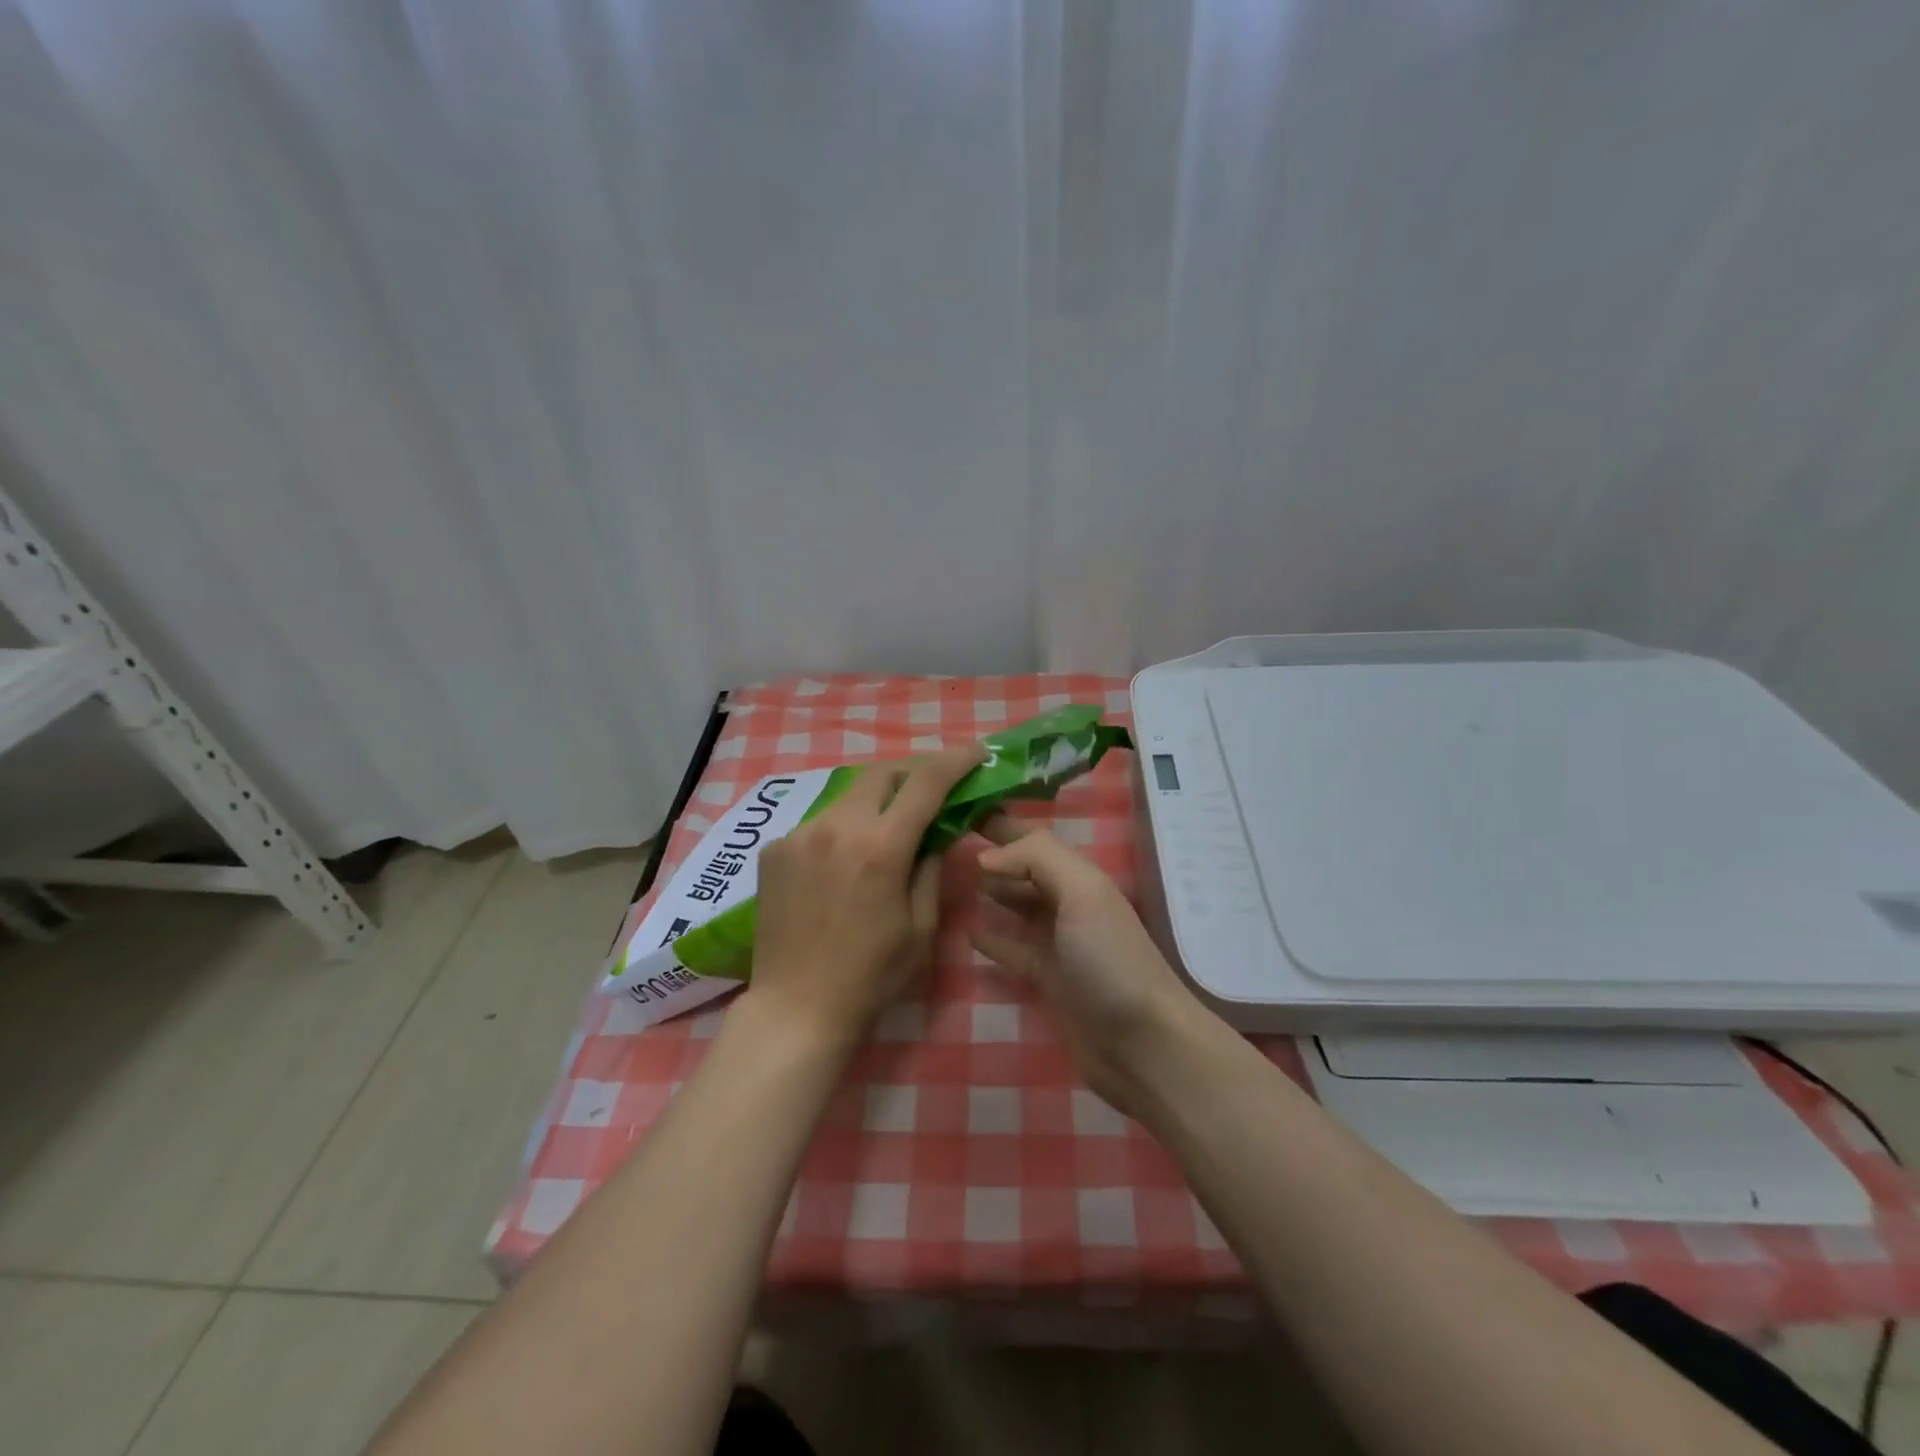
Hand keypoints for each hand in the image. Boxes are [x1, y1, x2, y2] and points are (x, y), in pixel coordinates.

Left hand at [747, 746, 984, 1051]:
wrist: (795, 1009)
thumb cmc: (871, 976)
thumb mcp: (921, 925)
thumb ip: (931, 866)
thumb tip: (936, 831)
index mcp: (880, 847)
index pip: (926, 782)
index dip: (955, 760)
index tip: (976, 753)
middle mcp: (837, 826)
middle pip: (882, 772)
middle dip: (914, 771)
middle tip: (934, 787)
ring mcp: (800, 834)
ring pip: (850, 795)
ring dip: (878, 800)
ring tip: (891, 826)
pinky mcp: (775, 849)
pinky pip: (821, 822)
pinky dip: (845, 827)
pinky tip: (848, 859)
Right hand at [970, 815, 1202, 1115]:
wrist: (1144, 1045)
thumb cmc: (1111, 961)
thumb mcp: (1082, 893)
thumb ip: (1038, 858)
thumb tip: (986, 857)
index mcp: (1079, 876)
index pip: (1032, 838)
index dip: (1000, 822)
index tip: (958, 808)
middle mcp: (1069, 903)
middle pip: (1023, 868)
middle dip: (991, 852)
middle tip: (943, 841)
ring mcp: (1060, 943)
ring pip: (1017, 904)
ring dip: (990, 889)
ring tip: (948, 878)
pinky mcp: (1049, 979)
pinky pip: (1014, 948)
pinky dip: (993, 936)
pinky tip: (968, 929)